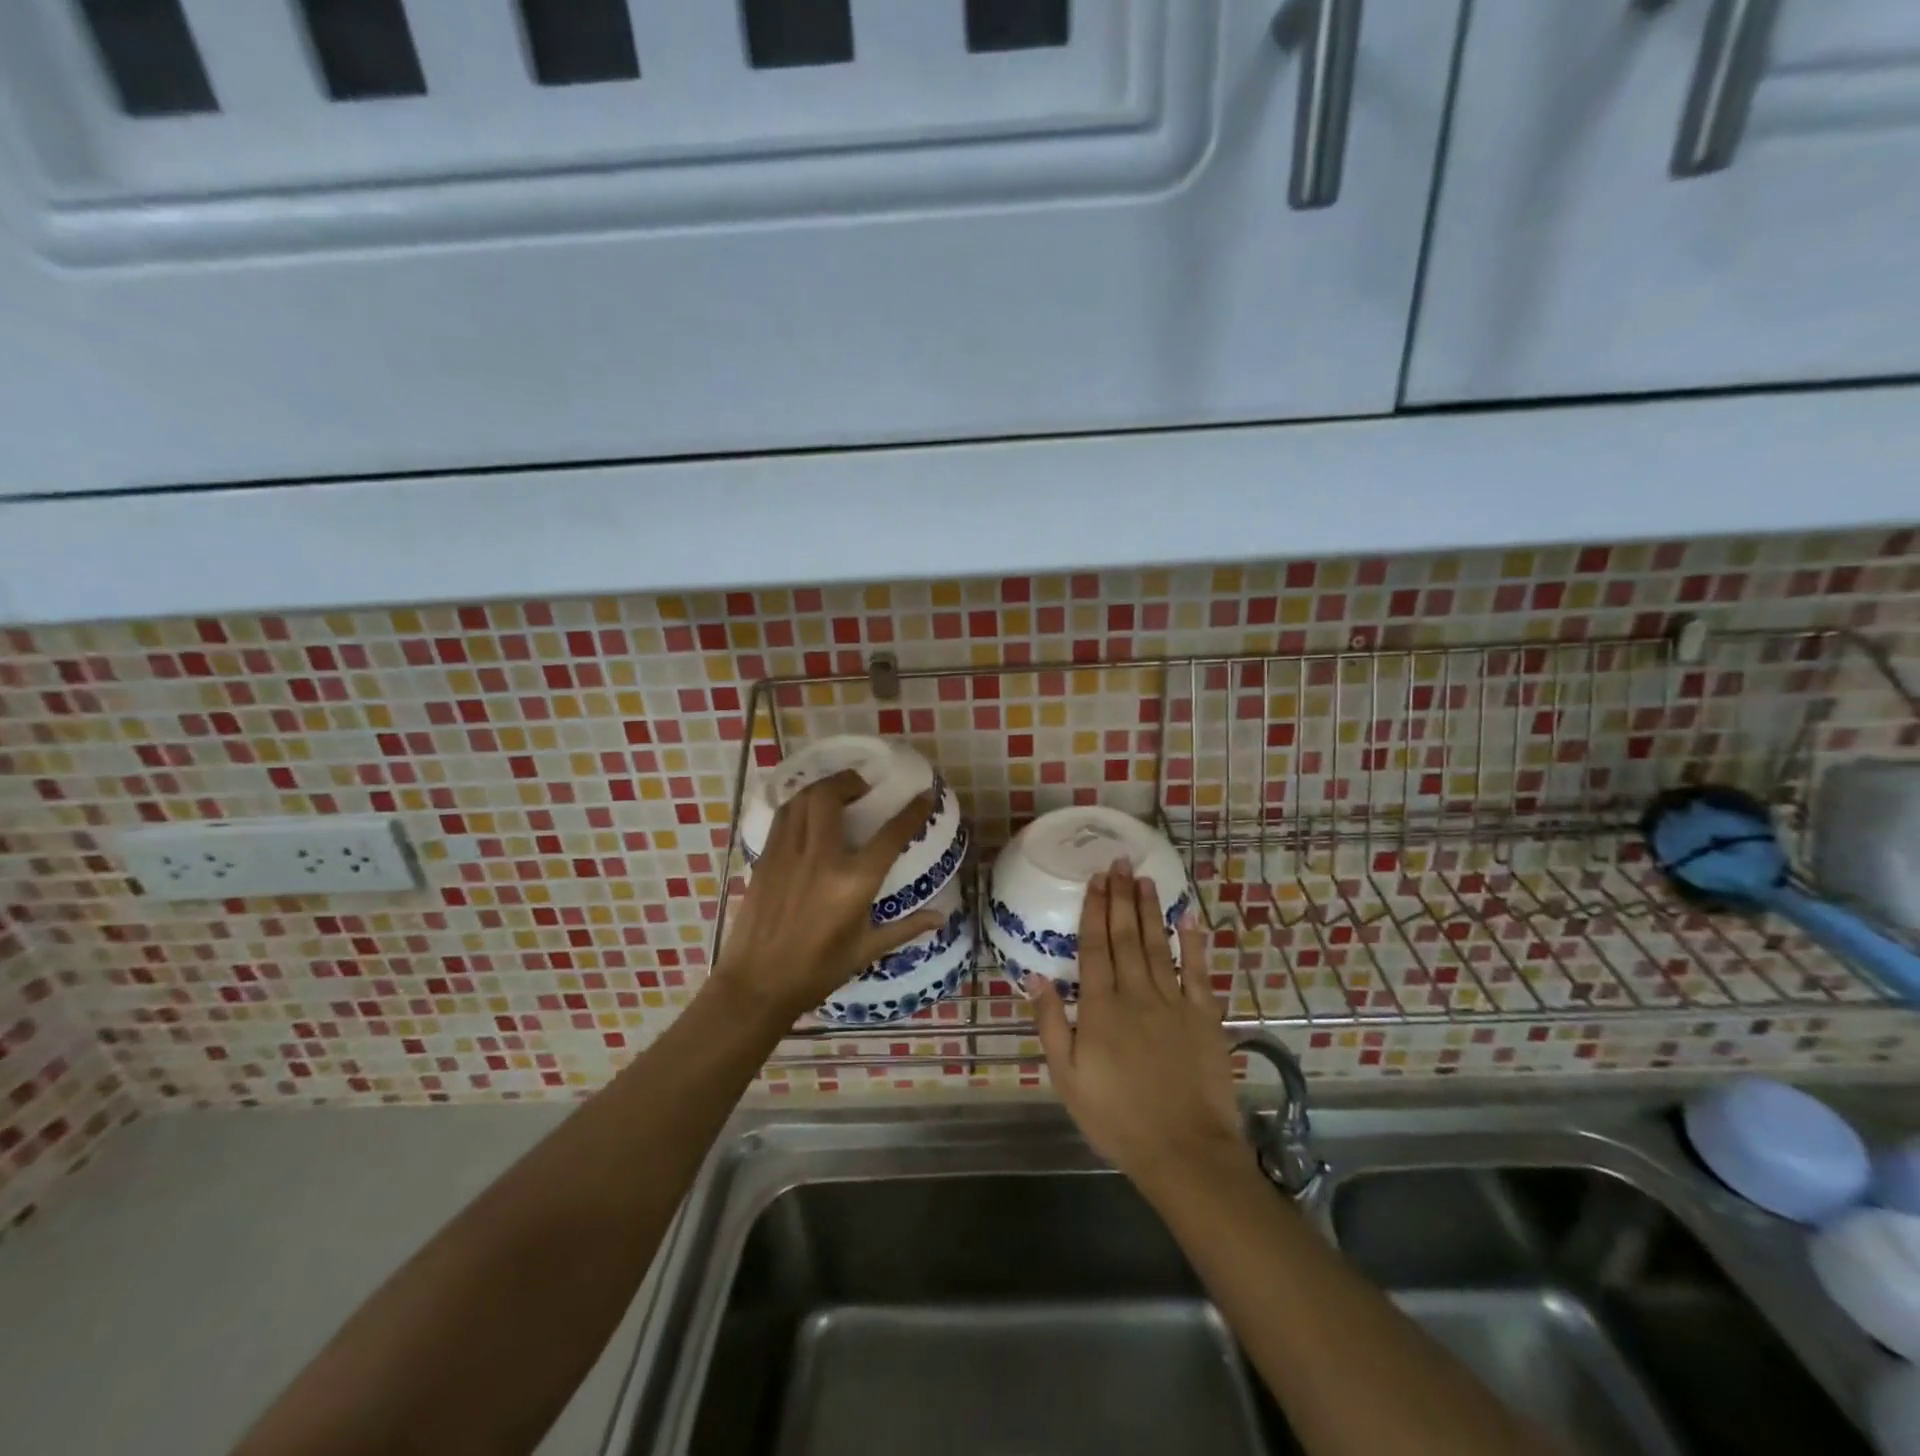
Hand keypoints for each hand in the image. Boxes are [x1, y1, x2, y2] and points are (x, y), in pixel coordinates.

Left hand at [713, 770, 942, 1025]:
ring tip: (835, 793)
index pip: (890, 835)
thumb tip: (941, 917)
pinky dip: (798, 805)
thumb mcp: (865, 951)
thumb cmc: (816, 972)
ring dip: (821, 787)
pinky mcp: (765, 859)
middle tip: (863, 787)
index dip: (912, 811)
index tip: (924, 795)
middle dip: (850, 781)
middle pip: (831, 796)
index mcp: (852, 882)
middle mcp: (820, 858)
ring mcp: (787, 855)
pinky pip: (782, 817)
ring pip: (801, 799)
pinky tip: (806, 814)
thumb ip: (905, 928)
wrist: (756, 985)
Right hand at [1030, 862, 1247, 1198]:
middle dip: (1121, 897)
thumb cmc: (1116, 1117)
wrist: (1183, 1150)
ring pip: (1158, 945)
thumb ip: (1051, 1022)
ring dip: (1150, 910)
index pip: (1095, 947)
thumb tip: (1035, 975)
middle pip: (1126, 936)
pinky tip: (1189, 918)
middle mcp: (1136, 993)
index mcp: (1100, 1007)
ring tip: (1145, 879)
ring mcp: (1173, 1002)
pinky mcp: (1204, 1016)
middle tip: (1119, 862)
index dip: (1094, 910)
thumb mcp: (1067, 1076)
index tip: (1095, 879)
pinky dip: (1194, 943)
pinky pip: (1199, 971)